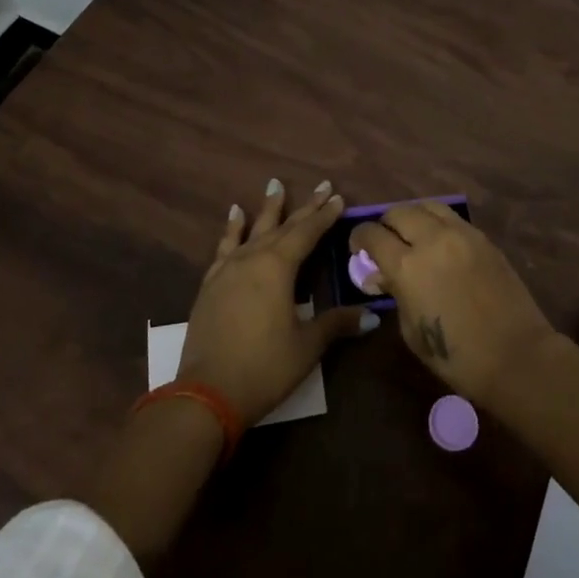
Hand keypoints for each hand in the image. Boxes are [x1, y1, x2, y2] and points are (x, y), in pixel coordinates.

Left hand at [177, 179, 376, 424]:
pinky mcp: (211, 283)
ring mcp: (228, 269)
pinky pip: (225, 246)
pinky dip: (232, 229)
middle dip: (305, 207)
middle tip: (322, 187)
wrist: (207, 393)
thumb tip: (371, 316)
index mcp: (278, 267)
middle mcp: (253, 258)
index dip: (324, 216)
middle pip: (283, 226)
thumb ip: (336, 324)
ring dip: (267, 208)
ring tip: (274, 185)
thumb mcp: (306, 346)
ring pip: (253, 229)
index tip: (338, 198)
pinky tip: (235, 215)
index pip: (307, 233)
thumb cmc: (264, 367)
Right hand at [352, 201, 555, 408]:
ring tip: (413, 234)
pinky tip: (439, 242)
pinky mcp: (483, 238)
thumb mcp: (411, 330)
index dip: (359, 238)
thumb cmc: (456, 356)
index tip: (358, 247)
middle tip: (385, 241)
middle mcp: (432, 239)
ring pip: (427, 206)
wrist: (515, 355)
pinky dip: (438, 223)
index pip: (372, 235)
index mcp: (407, 266)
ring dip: (413, 216)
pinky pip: (452, 218)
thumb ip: (394, 294)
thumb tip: (380, 275)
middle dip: (385, 224)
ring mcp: (461, 234)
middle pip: (398, 212)